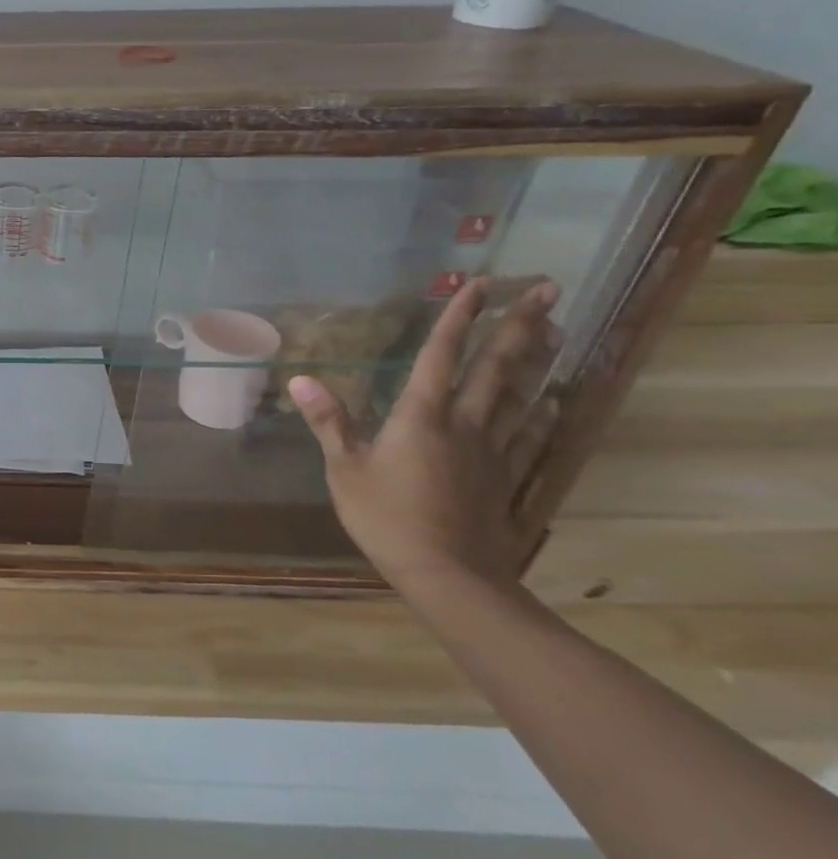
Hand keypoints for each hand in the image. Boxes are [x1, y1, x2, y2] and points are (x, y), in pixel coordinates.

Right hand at [288, 278, 560, 595]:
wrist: (448, 573)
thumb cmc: (386, 517)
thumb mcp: (345, 468)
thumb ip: (329, 421)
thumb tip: (300, 378)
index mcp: (422, 416)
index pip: (442, 356)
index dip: (458, 319)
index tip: (477, 284)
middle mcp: (465, 423)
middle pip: (497, 366)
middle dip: (519, 325)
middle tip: (546, 289)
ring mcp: (493, 450)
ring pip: (520, 394)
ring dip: (538, 358)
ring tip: (557, 329)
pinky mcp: (507, 476)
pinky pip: (528, 434)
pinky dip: (540, 412)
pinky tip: (551, 401)